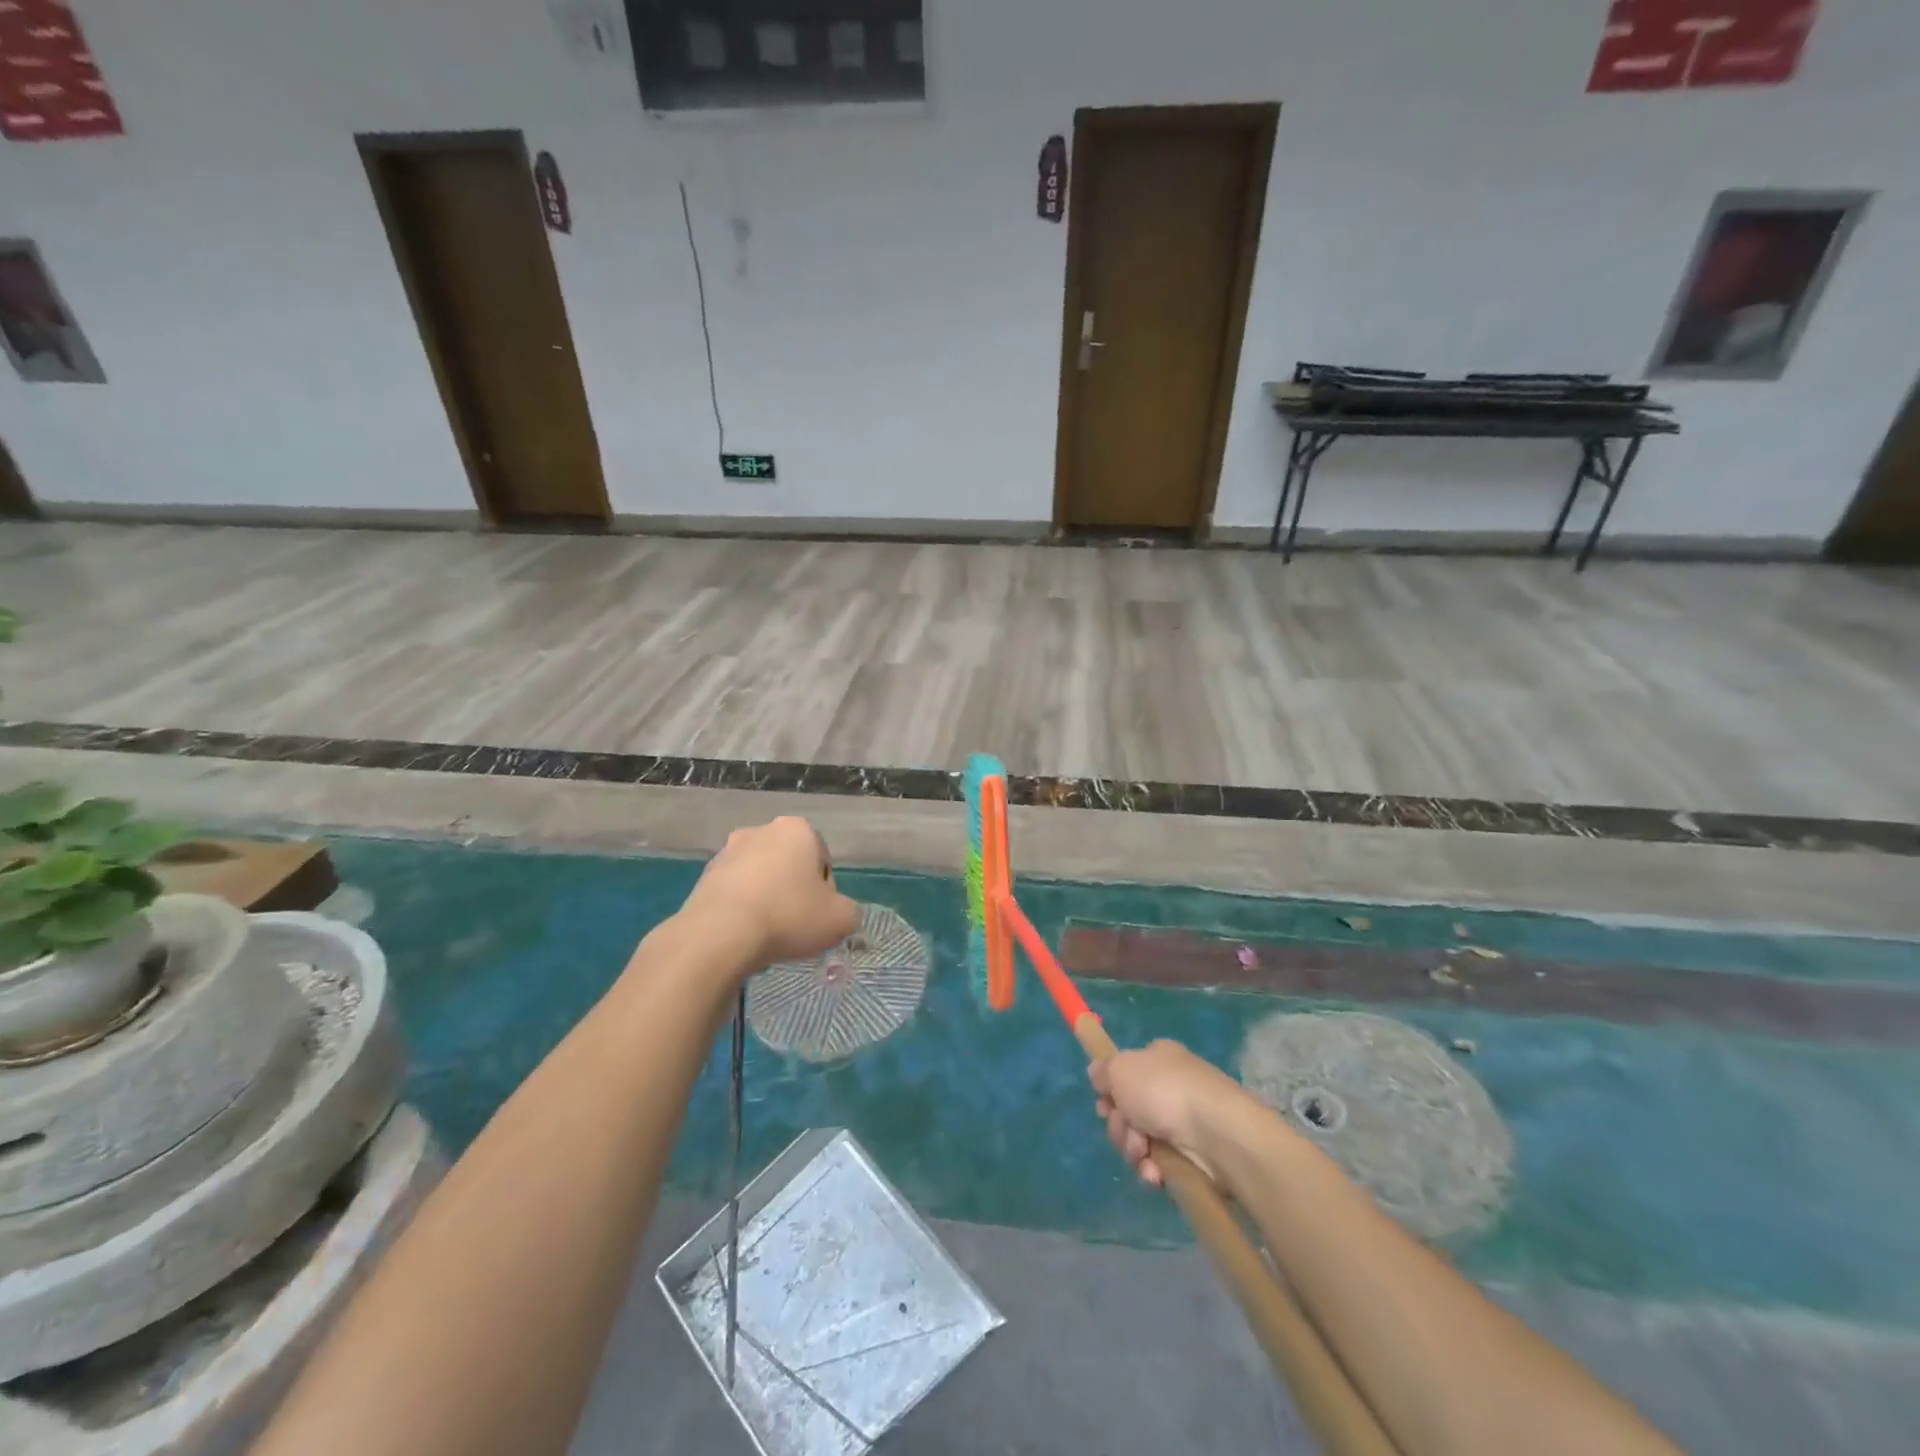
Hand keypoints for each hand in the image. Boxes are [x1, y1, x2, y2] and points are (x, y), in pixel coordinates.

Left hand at [679, 817, 859, 973]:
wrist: (719, 935)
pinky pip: (734, 893)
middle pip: (789, 866)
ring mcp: (727, 852)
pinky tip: (742, 935)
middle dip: (793, 891)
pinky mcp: (704, 877)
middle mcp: (761, 830)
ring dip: (766, 900)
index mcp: (798, 830)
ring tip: (766, 935)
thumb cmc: (788, 916)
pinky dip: (741, 910)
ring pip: (760, 878)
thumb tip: (836, 913)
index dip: (825, 893)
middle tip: (795, 926)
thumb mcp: (840, 919)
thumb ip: (848, 912)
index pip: (822, 861)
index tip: (818, 917)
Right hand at [1090, 1040, 1255, 1187]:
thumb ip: (1103, 1071)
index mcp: (1157, 1059)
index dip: (1110, 1092)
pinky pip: (1161, 1164)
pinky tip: (1156, 1173)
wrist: (1216, 1131)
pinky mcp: (1193, 1156)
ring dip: (1133, 1150)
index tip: (1104, 1106)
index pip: (1125, 1074)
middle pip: (1128, 1110)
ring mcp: (1183, 1122)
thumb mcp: (1120, 1069)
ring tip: (1143, 1153)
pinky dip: (1153, 1170)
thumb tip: (1096, 1073)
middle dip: (1120, 1125)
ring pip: (1141, 1140)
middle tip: (1126, 1129)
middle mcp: (1170, 1087)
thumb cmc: (1164, 1091)